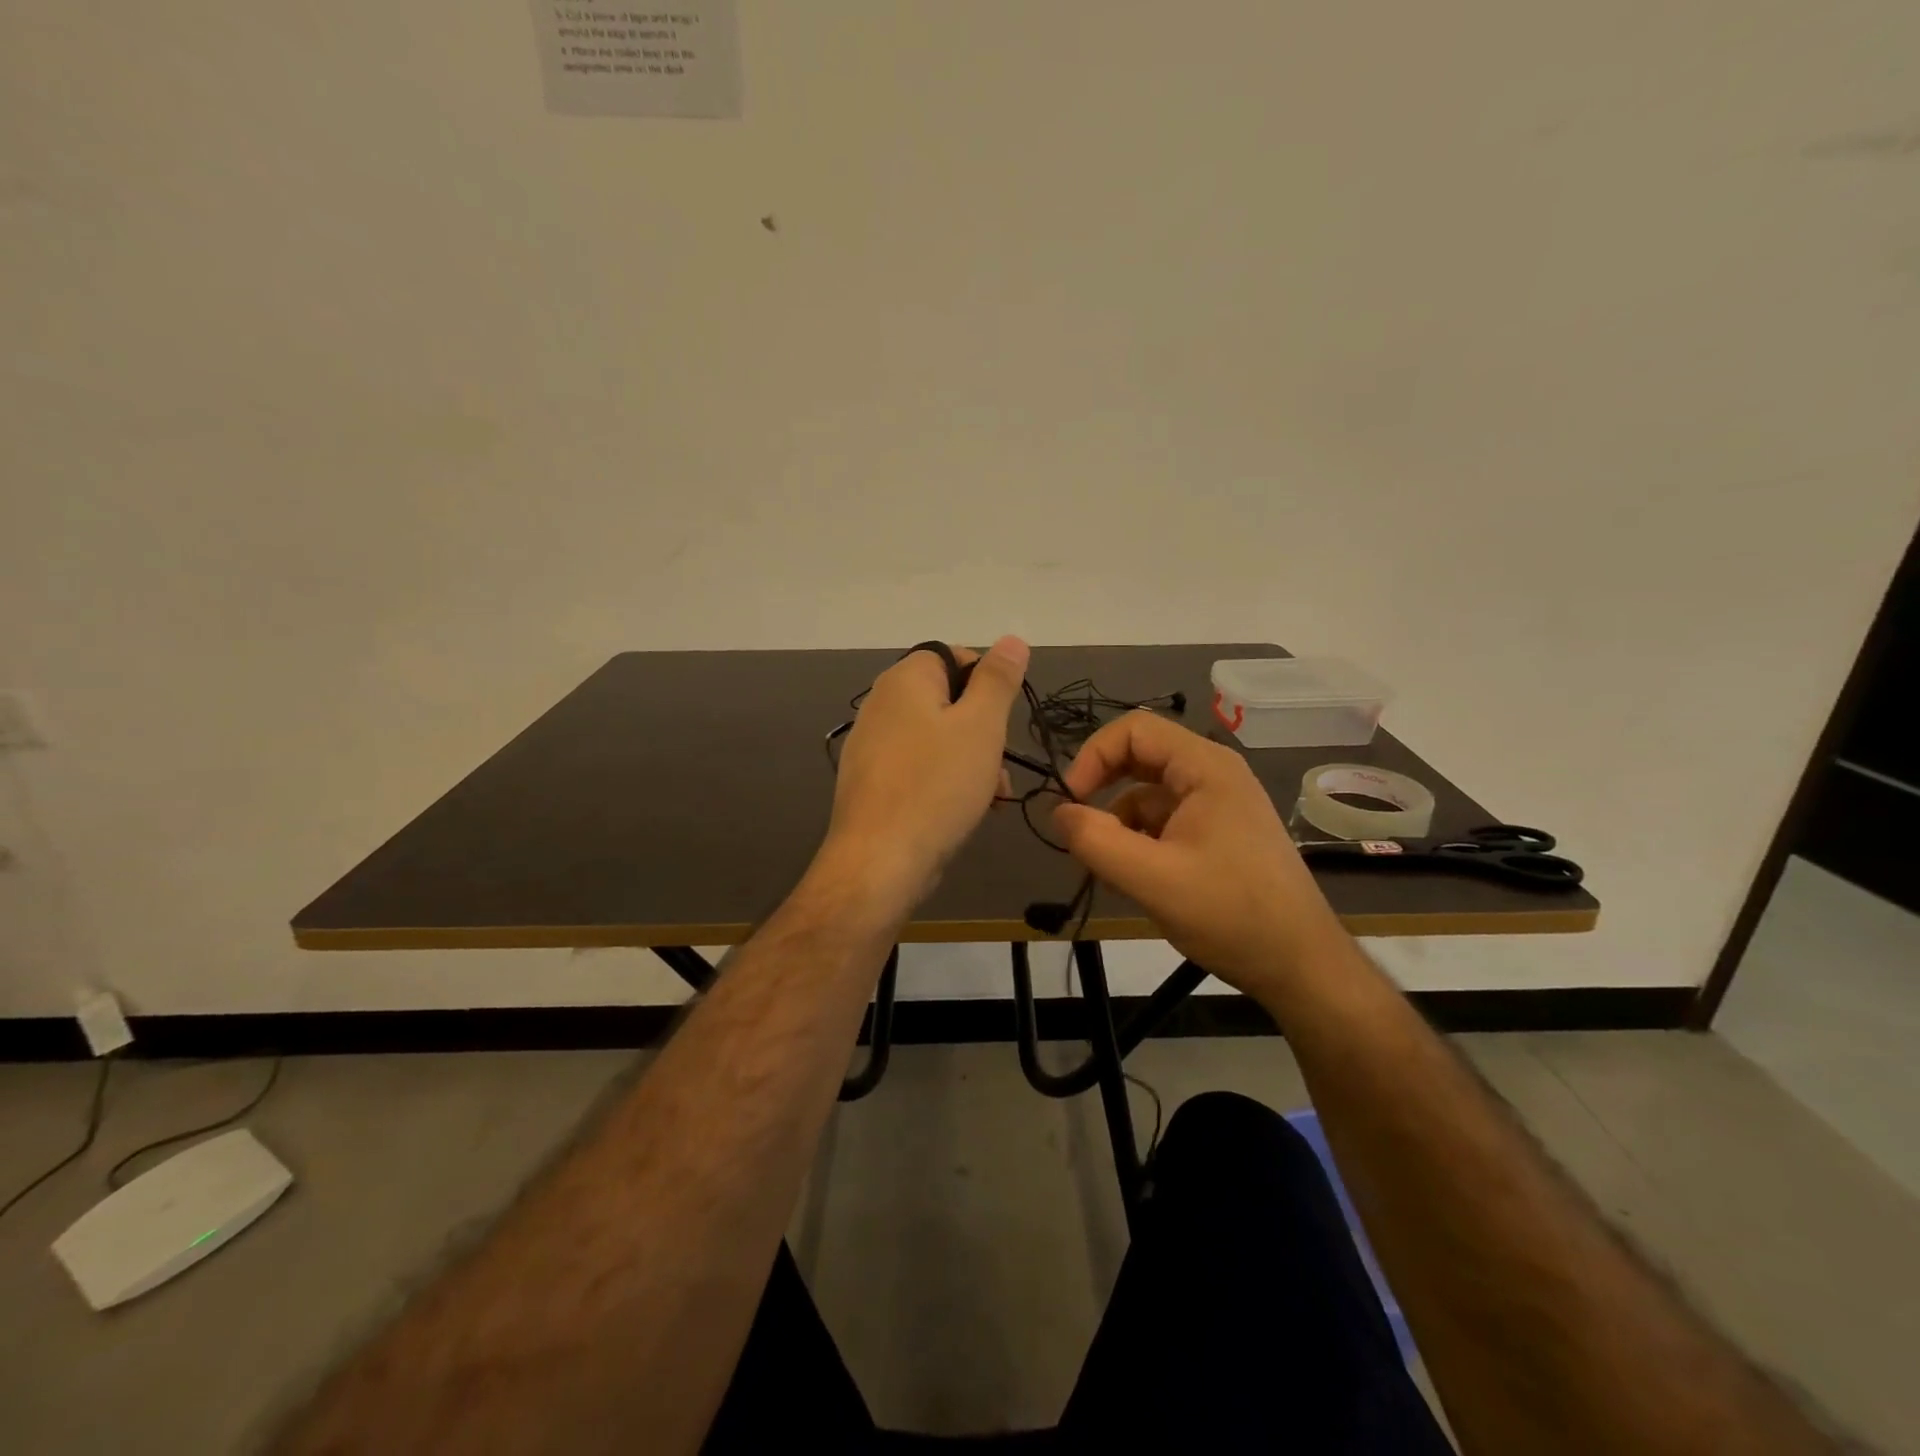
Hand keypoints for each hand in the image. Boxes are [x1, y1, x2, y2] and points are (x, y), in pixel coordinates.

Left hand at [821, 636, 1030, 907]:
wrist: (880, 861)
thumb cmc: (937, 785)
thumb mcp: (981, 726)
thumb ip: (997, 679)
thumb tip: (1011, 639)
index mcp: (904, 680)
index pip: (953, 656)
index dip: (986, 682)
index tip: (1002, 719)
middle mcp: (881, 705)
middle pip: (947, 701)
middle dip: (983, 731)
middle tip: (1000, 764)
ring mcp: (872, 746)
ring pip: (937, 740)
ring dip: (971, 761)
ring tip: (992, 796)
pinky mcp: (872, 783)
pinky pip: (918, 769)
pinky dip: (945, 782)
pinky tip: (964, 811)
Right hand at [1051, 711, 1344, 1000]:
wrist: (1301, 965)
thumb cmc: (1230, 913)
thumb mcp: (1152, 879)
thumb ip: (1096, 842)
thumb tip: (1057, 813)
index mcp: (1205, 767)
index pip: (1133, 730)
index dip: (1093, 757)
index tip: (1069, 803)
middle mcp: (1213, 775)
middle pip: (1140, 758)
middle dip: (1103, 792)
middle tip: (1079, 832)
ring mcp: (1219, 805)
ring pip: (1149, 795)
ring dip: (1120, 824)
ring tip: (1110, 872)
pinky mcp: (1220, 834)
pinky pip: (1166, 821)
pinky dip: (1141, 842)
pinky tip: (1136, 881)